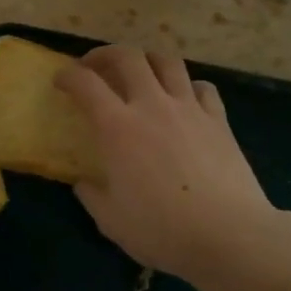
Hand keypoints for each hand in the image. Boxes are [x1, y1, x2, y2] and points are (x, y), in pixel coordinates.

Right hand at [56, 45, 290, 287]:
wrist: (229, 236)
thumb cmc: (162, 230)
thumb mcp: (111, 221)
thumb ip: (92, 196)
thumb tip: (84, 183)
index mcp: (117, 128)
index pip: (85, 83)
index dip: (68, 75)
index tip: (61, 81)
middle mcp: (152, 106)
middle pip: (127, 56)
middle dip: (105, 54)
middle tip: (96, 67)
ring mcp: (189, 109)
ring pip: (167, 61)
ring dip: (147, 60)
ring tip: (140, 73)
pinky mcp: (219, 120)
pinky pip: (203, 87)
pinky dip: (188, 86)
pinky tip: (184, 100)